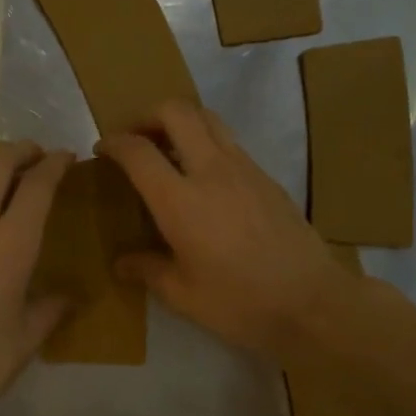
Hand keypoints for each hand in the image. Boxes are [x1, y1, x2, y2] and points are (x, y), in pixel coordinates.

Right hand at [97, 101, 351, 359]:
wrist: (312, 303)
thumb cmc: (240, 303)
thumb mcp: (183, 295)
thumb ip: (148, 270)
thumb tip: (122, 263)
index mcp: (180, 201)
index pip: (138, 151)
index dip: (114, 143)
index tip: (103, 149)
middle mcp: (211, 171)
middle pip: (176, 112)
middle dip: (148, 116)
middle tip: (137, 140)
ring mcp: (244, 168)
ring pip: (208, 118)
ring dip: (181, 122)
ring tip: (169, 150)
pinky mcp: (267, 177)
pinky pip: (229, 141)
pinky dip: (207, 141)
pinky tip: (204, 176)